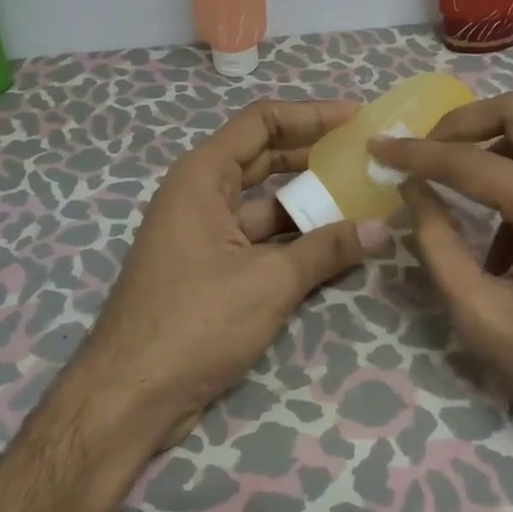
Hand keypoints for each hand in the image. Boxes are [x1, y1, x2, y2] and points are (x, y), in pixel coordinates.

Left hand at [69, 99, 389, 450]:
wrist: (130, 397)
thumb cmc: (194, 322)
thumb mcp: (268, 283)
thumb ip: (326, 250)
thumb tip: (383, 228)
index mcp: (202, 177)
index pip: (261, 122)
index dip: (310, 114)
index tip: (356, 118)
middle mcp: (201, 194)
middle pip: (265, 157)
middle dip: (315, 154)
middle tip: (366, 155)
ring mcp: (205, 233)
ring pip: (266, 203)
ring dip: (310, 201)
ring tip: (364, 197)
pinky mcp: (212, 269)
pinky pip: (261, 239)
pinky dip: (296, 239)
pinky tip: (337, 245)